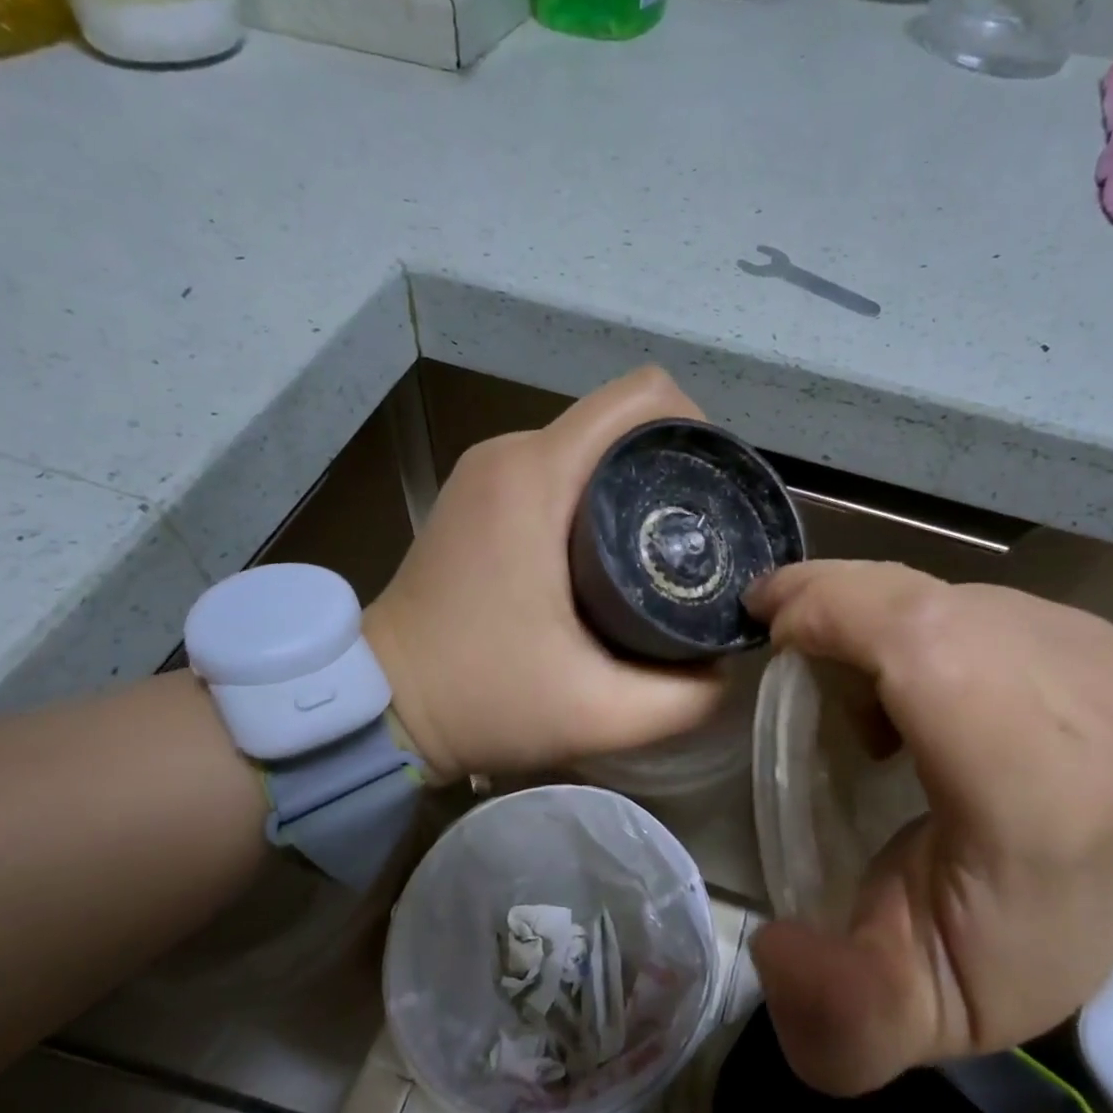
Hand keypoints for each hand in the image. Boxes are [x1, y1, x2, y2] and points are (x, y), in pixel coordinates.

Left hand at [364, 367, 726, 783]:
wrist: (381, 704)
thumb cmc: (483, 699)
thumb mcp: (601, 713)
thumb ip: (686, 695)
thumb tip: (730, 658)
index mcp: (538, 476)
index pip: (642, 398)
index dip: (696, 429)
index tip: (714, 492)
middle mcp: (510, 453)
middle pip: (620, 419)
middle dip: (672, 463)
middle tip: (698, 534)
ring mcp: (488, 468)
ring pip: (590, 441)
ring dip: (634, 479)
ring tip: (659, 546)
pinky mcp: (479, 491)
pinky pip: (558, 464)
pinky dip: (597, 491)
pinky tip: (609, 549)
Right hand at [743, 561, 1112, 1095]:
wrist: (1092, 920)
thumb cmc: (988, 957)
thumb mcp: (904, 1016)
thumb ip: (839, 1015)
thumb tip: (773, 945)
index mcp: (1041, 798)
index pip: (932, 650)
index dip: (835, 614)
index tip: (767, 634)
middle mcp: (1087, 710)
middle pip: (925, 602)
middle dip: (833, 604)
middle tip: (780, 639)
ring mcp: (1097, 661)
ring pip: (940, 589)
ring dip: (869, 615)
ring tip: (848, 681)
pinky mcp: (1088, 637)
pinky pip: (967, 592)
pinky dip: (910, 615)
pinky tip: (904, 673)